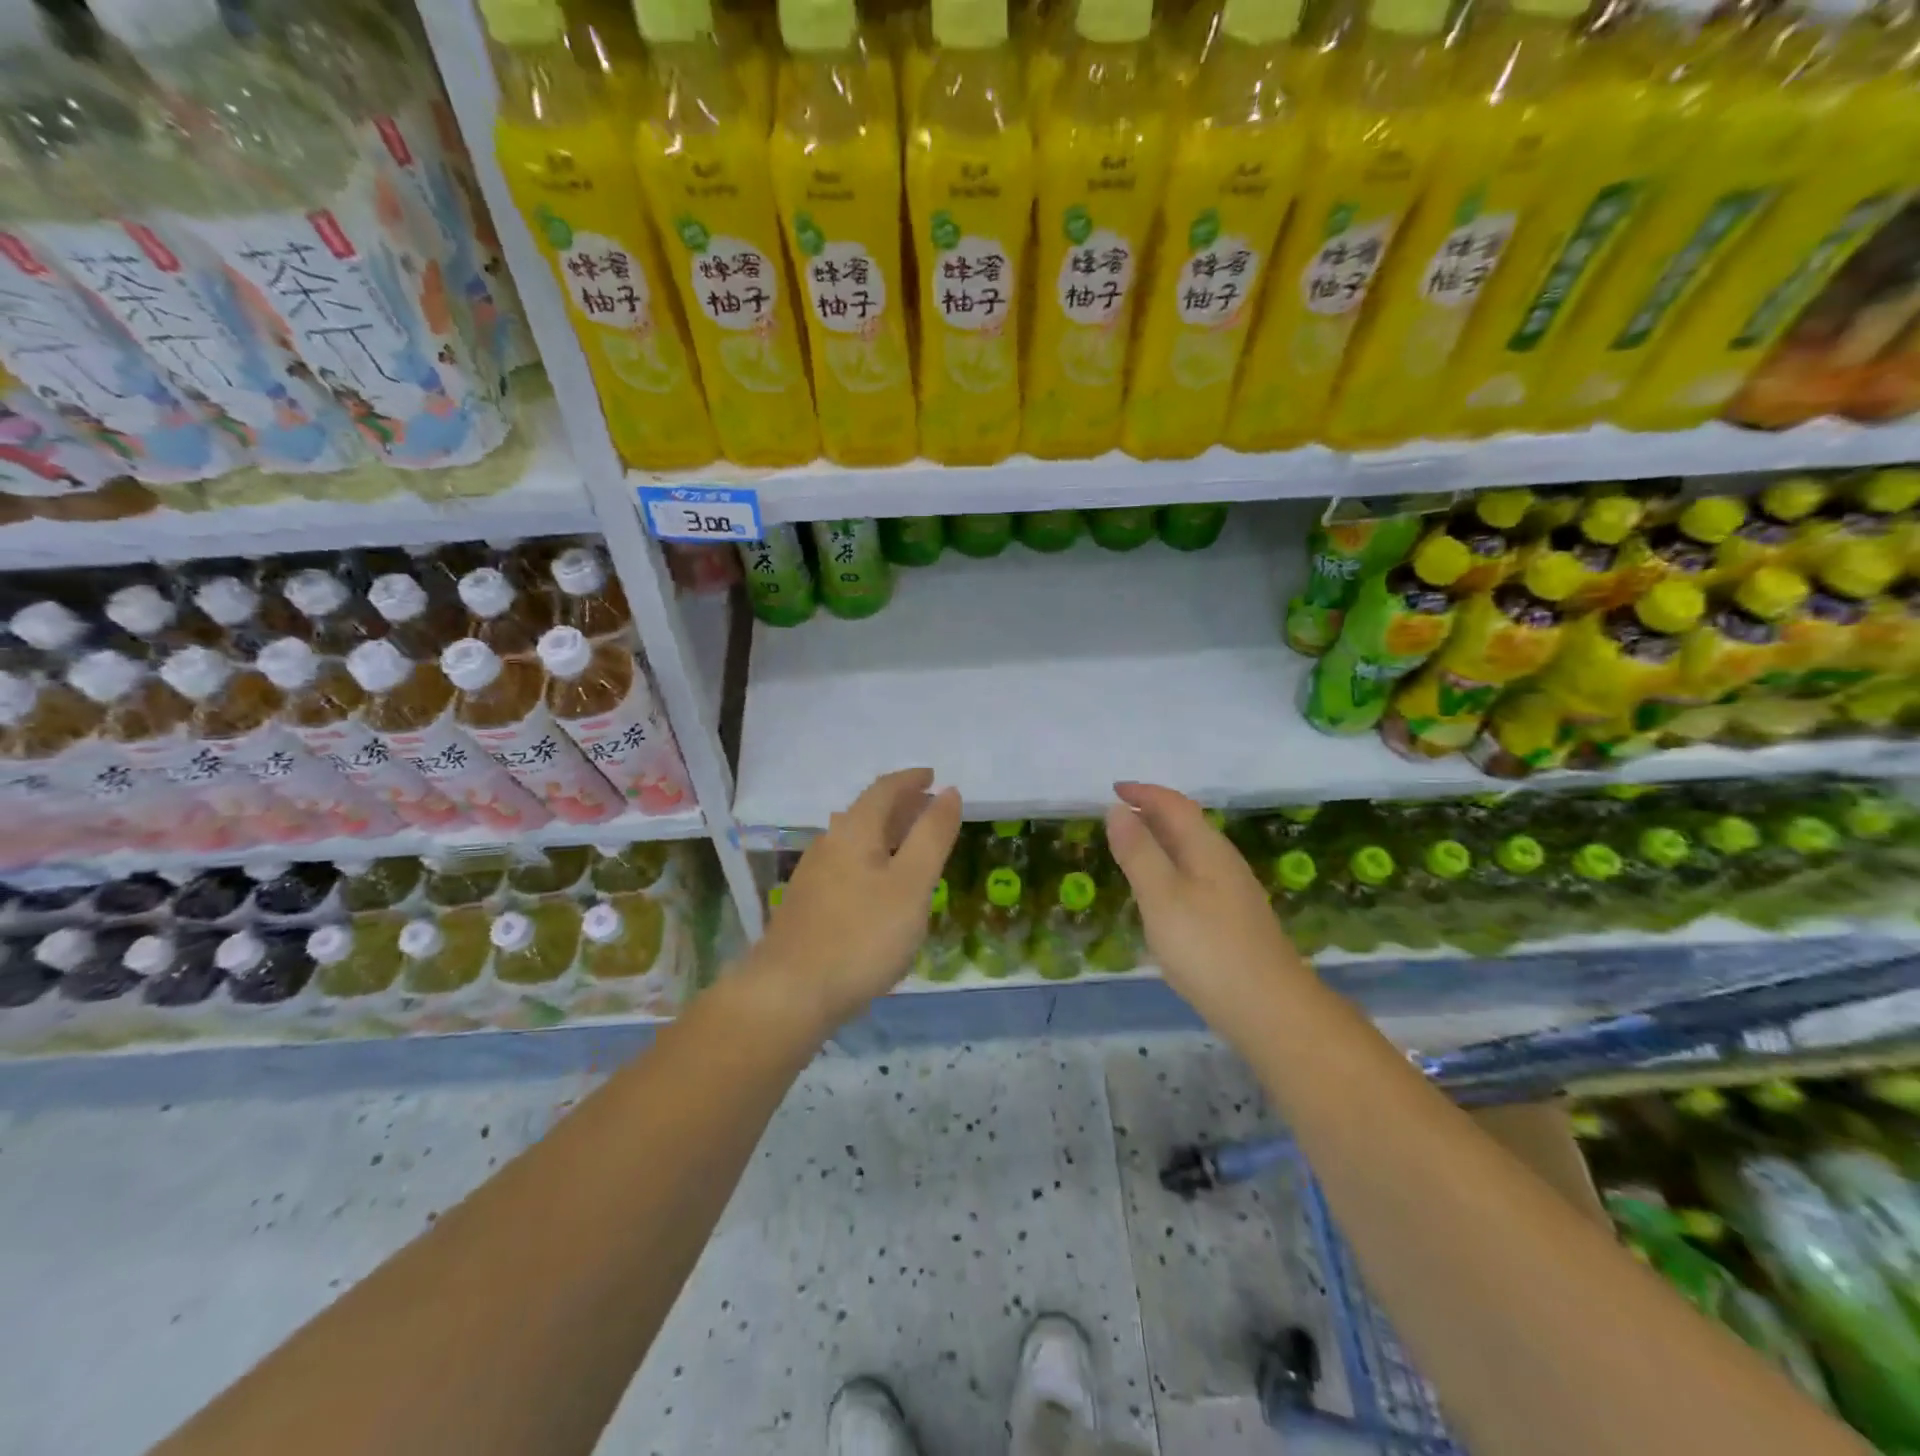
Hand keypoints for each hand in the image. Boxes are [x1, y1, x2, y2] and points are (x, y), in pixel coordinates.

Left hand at [748, 768, 961, 1033]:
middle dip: (900, 805)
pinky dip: (872, 860)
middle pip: (866, 813)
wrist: (789, 994)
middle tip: (929, 808)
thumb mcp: (911, 885)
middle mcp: (829, 844)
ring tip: (911, 844)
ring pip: (855, 841)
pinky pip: (847, 866)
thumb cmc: (861, 936)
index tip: (934, 776)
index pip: (884, 790)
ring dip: (886, 834)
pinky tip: (880, 886)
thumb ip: (932, 837)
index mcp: (854, 831)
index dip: (911, 780)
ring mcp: (813, 876)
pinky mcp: (807, 906)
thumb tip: (949, 792)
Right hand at [1105, 782, 1312, 1023]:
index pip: (1175, 805)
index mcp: (1207, 849)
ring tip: (1130, 849)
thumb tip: (1117, 809)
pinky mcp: (1233, 918)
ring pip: (1191, 851)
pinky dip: (1169, 868)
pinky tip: (1159, 893)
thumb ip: (1138, 852)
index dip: (1144, 793)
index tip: (1113, 789)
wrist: (1269, 1010)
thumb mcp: (1161, 897)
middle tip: (1115, 817)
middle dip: (1151, 813)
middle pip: (1186, 824)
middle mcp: (1223, 862)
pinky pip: (1194, 875)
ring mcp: (1232, 891)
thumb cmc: (1208, 948)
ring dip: (1160, 841)